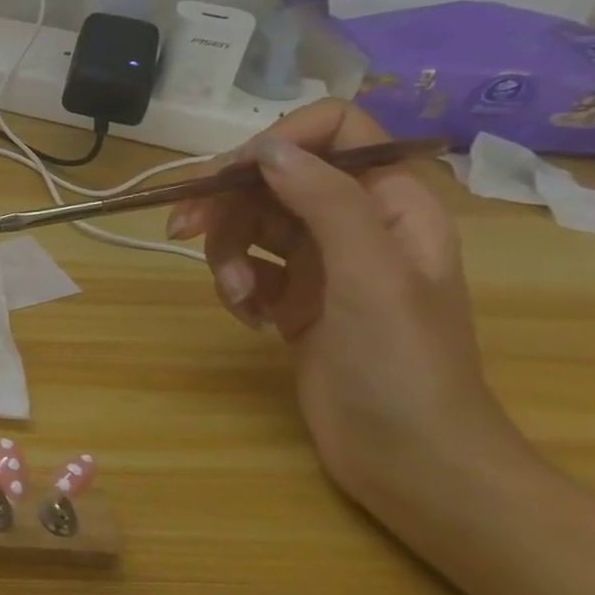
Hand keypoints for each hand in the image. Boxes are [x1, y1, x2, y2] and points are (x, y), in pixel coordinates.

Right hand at [165, 100, 530, 518]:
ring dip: (226, 253)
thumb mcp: (370, 275)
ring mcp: (323, 263)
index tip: (235, 173)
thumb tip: (266, 147)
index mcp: (392, 205)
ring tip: (236, 296)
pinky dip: (236, 285)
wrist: (412, 463)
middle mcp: (356, 224)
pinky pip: (247, 266)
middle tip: (182, 229)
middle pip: (276, 177)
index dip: (284, 139)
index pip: (338, 131)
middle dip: (228, 202)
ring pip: (251, 222)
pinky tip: (250, 319)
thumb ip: (325, 201)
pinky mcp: (294, 298)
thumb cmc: (402, 366)